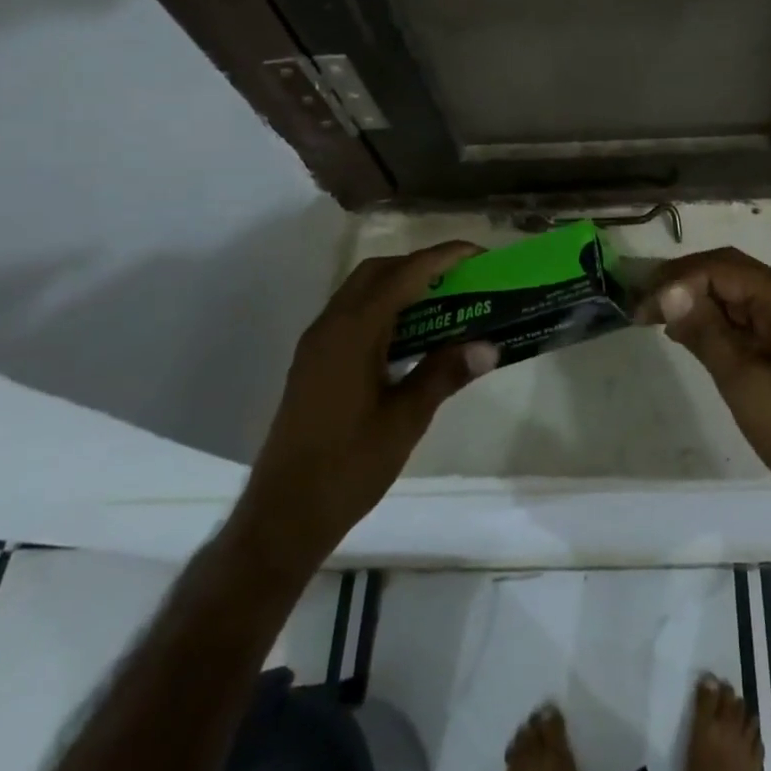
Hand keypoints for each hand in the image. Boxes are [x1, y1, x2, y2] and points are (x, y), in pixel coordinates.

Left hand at [237, 243, 498, 567]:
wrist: (282, 516)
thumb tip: (488, 346)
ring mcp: (317, 344)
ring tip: (442, 302)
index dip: (443, 257)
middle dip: (420, 265)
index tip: (478, 254)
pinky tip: (409, 336)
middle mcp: (330, 326)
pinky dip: (383, 308)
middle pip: (378, 271)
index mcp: (353, 332)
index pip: (404, 274)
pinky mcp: (313, 363)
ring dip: (400, 285)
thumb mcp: (406, 420)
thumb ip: (445, 374)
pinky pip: (352, 314)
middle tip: (460, 279)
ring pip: (361, 291)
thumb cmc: (348, 466)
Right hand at [640, 248, 770, 548]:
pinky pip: (744, 316)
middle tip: (641, 306)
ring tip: (654, 317)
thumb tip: (667, 291)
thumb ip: (705, 331)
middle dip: (683, 282)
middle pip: (729, 271)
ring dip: (695, 299)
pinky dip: (713, 319)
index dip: (677, 280)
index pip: (723, 268)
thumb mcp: (744, 381)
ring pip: (734, 291)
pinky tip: (684, 332)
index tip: (640, 308)